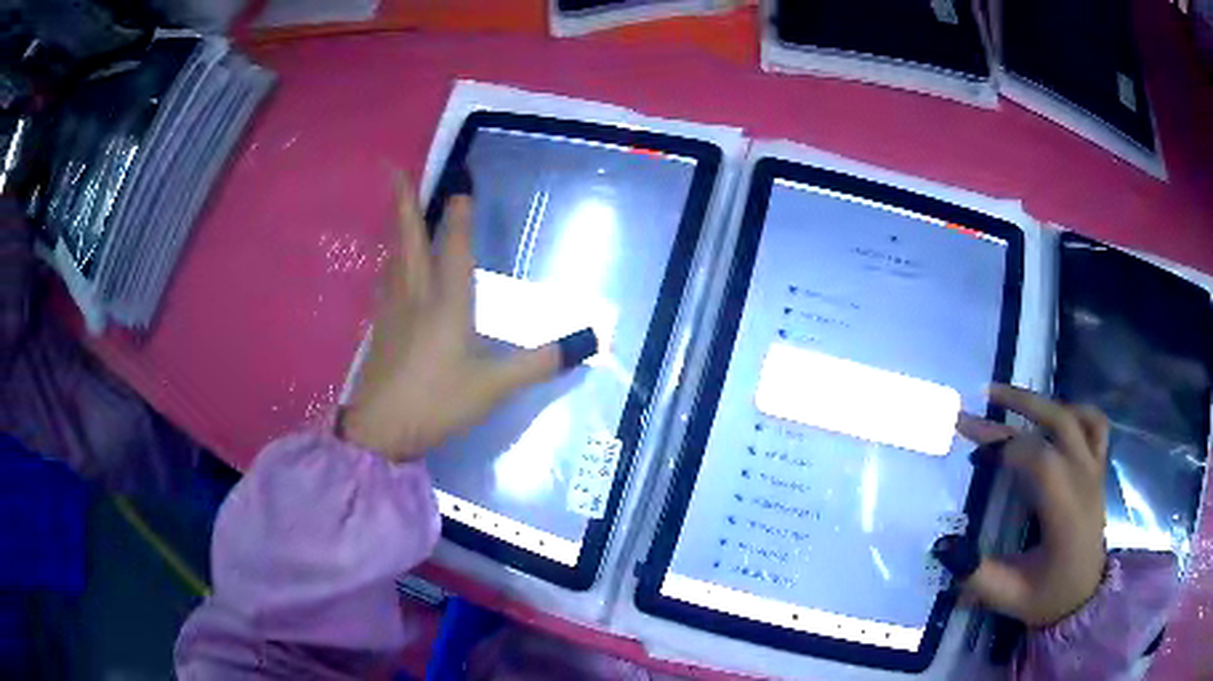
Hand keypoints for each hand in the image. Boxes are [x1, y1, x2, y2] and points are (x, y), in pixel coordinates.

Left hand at [341, 174, 596, 461]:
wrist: (380, 429)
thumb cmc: (436, 402)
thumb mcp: (493, 387)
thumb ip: (538, 363)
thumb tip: (586, 344)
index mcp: (446, 301)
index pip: (454, 245)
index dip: (459, 212)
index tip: (461, 181)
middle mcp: (415, 294)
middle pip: (408, 237)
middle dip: (403, 201)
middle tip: (393, 169)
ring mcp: (392, 310)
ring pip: (393, 256)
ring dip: (395, 227)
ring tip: (397, 209)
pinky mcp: (380, 328)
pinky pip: (386, 280)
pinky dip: (390, 260)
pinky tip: (390, 266)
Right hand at [933, 384, 1108, 626]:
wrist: (1083, 599)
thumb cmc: (1047, 597)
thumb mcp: (1008, 596)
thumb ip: (976, 574)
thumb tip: (942, 545)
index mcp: (1065, 513)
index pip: (1042, 460)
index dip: (1007, 447)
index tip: (975, 453)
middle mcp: (1084, 482)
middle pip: (1059, 423)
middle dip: (1021, 405)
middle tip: (984, 397)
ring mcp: (1095, 472)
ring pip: (1076, 417)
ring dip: (1043, 403)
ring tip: (1013, 399)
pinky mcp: (1098, 470)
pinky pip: (1096, 425)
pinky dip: (1076, 410)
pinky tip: (1055, 417)